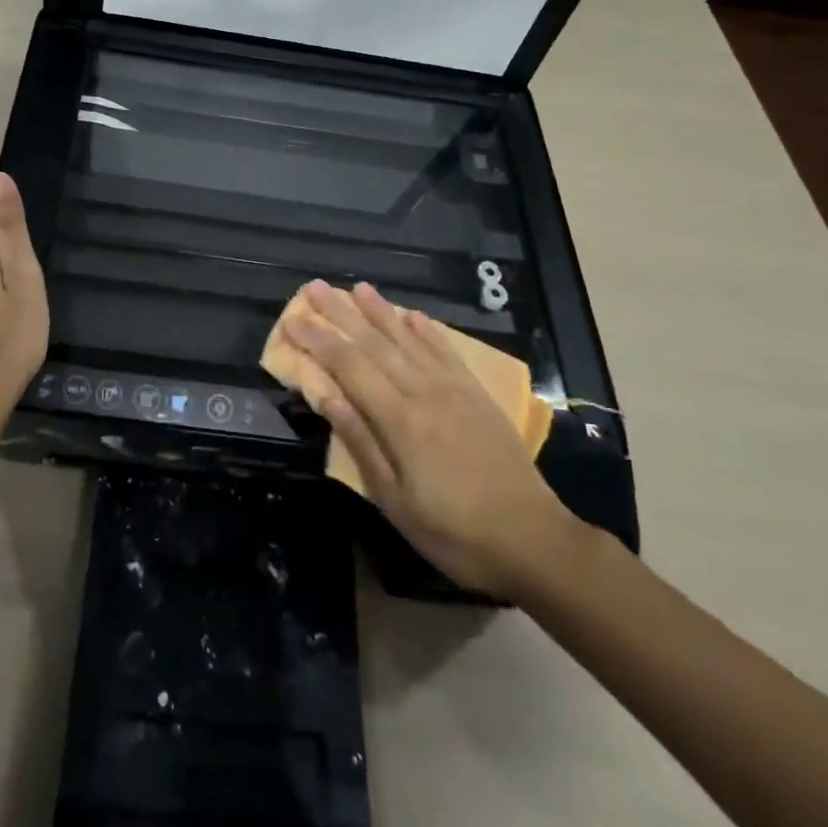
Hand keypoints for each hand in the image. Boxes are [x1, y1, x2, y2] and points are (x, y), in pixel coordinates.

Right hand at [281, 279, 581, 597]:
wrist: (533, 540)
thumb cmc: (454, 531)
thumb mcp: (395, 501)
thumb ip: (360, 441)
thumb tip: (325, 395)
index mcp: (399, 420)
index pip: (349, 366)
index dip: (318, 340)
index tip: (293, 319)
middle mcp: (424, 392)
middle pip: (374, 343)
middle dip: (341, 313)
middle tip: (315, 286)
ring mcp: (453, 389)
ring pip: (408, 339)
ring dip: (380, 310)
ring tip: (356, 287)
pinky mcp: (476, 394)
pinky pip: (446, 351)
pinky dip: (426, 330)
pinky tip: (412, 314)